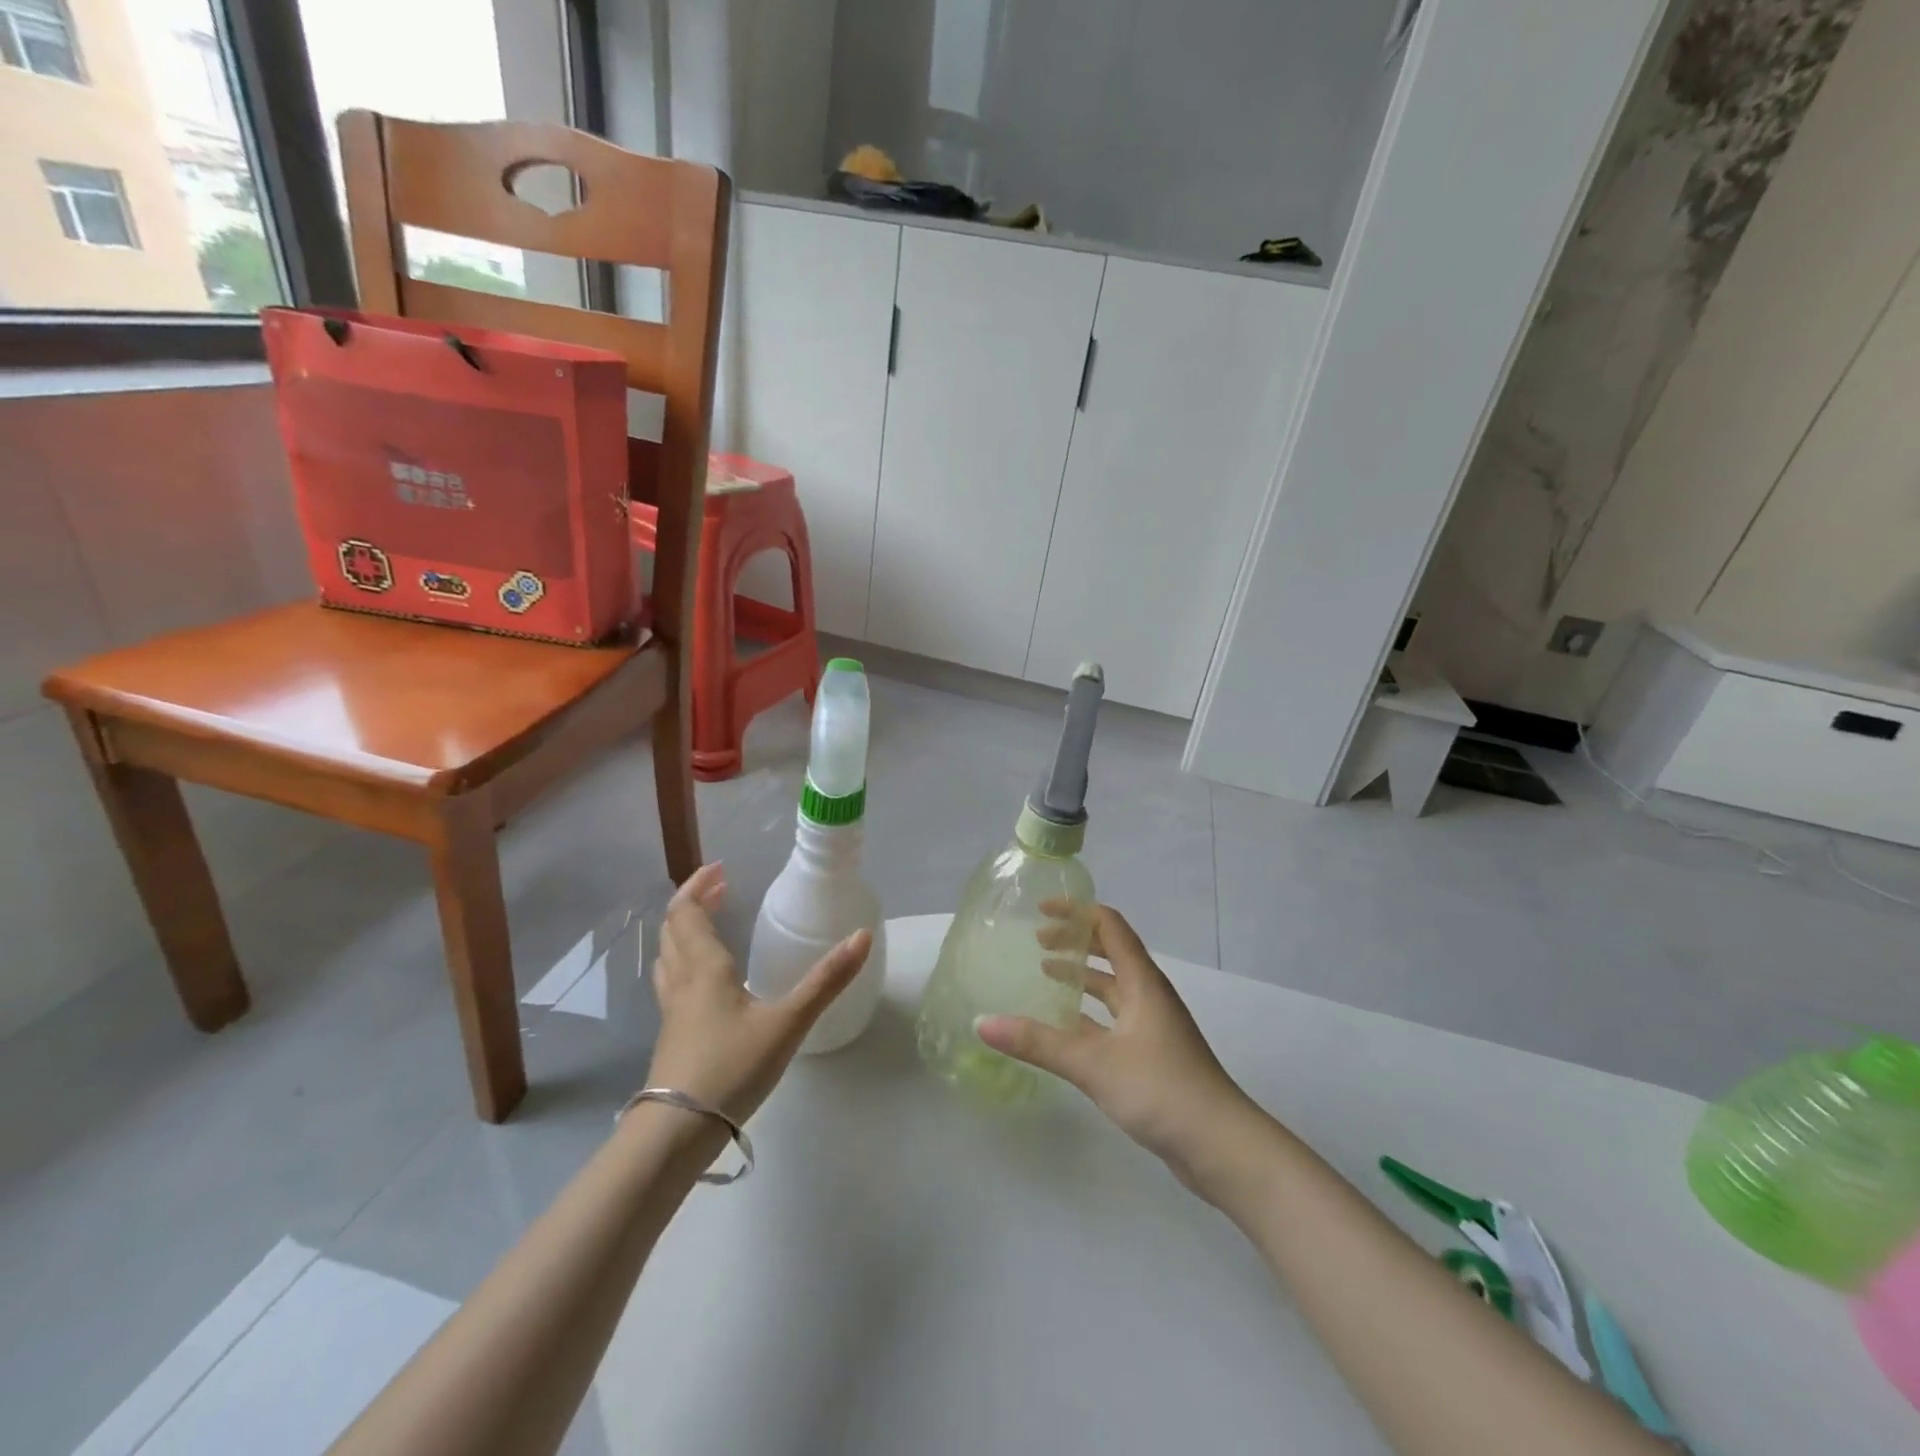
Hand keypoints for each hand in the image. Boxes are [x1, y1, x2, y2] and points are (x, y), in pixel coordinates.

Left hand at [645, 863, 871, 1122]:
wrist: (677, 1133)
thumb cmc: (732, 1067)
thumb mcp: (788, 1022)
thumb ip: (826, 981)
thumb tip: (862, 936)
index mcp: (705, 969)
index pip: (687, 913)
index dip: (698, 886)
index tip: (720, 868)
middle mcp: (682, 983)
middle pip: (673, 931)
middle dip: (693, 903)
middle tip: (720, 890)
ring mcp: (672, 1012)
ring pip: (667, 958)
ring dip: (684, 932)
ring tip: (708, 925)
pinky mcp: (672, 1037)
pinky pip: (671, 983)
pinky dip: (684, 962)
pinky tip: (707, 983)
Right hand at [976, 903, 1258, 1190]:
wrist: (1220, 1146)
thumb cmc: (1160, 1089)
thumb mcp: (1093, 1063)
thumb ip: (1038, 1042)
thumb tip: (982, 1022)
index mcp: (1142, 982)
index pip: (1110, 926)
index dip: (1077, 912)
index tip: (1041, 910)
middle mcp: (1149, 996)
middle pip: (1111, 952)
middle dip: (1075, 942)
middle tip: (1037, 941)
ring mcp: (1153, 1026)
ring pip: (1113, 988)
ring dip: (1082, 977)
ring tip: (1045, 974)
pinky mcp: (1152, 1055)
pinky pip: (1114, 1018)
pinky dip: (1089, 1013)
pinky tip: (1065, 1028)